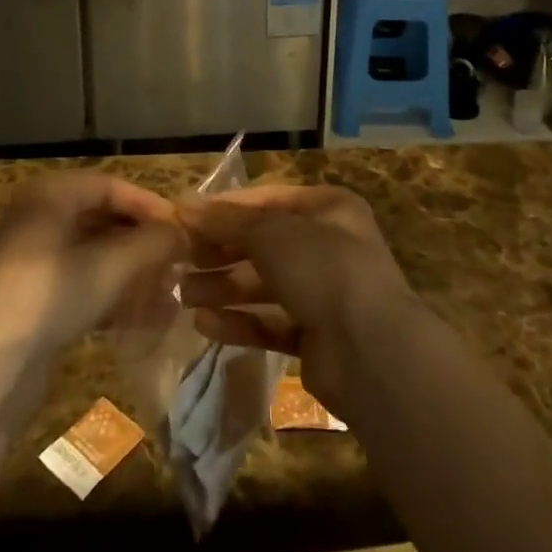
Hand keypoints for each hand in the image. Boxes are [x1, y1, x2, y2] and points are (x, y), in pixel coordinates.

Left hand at [0, 172, 182, 364]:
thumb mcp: (111, 266)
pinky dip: (107, 290)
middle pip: (100, 217)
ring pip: (90, 252)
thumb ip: (152, 243)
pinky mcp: (29, 297)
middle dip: (140, 239)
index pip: (110, 186)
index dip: (149, 205)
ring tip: (164, 287)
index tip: (181, 228)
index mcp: (49, 194)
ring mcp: (29, 258)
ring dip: (128, 268)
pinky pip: (77, 280)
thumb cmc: (52, 295)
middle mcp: (36, 217)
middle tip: (175, 258)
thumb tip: (181, 233)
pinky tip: (138, 314)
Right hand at [176, 185, 417, 415]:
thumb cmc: (323, 268)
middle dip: (220, 251)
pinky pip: (270, 323)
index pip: (267, 200)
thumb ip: (226, 220)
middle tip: (179, 260)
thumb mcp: (271, 232)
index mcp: (328, 208)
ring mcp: (324, 294)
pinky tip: (205, 324)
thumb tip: (183, 204)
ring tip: (183, 294)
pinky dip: (240, 322)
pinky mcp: (316, 338)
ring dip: (224, 287)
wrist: (372, 352)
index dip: (225, 208)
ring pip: (264, 285)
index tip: (184, 218)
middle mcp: (328, 246)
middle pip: (263, 243)